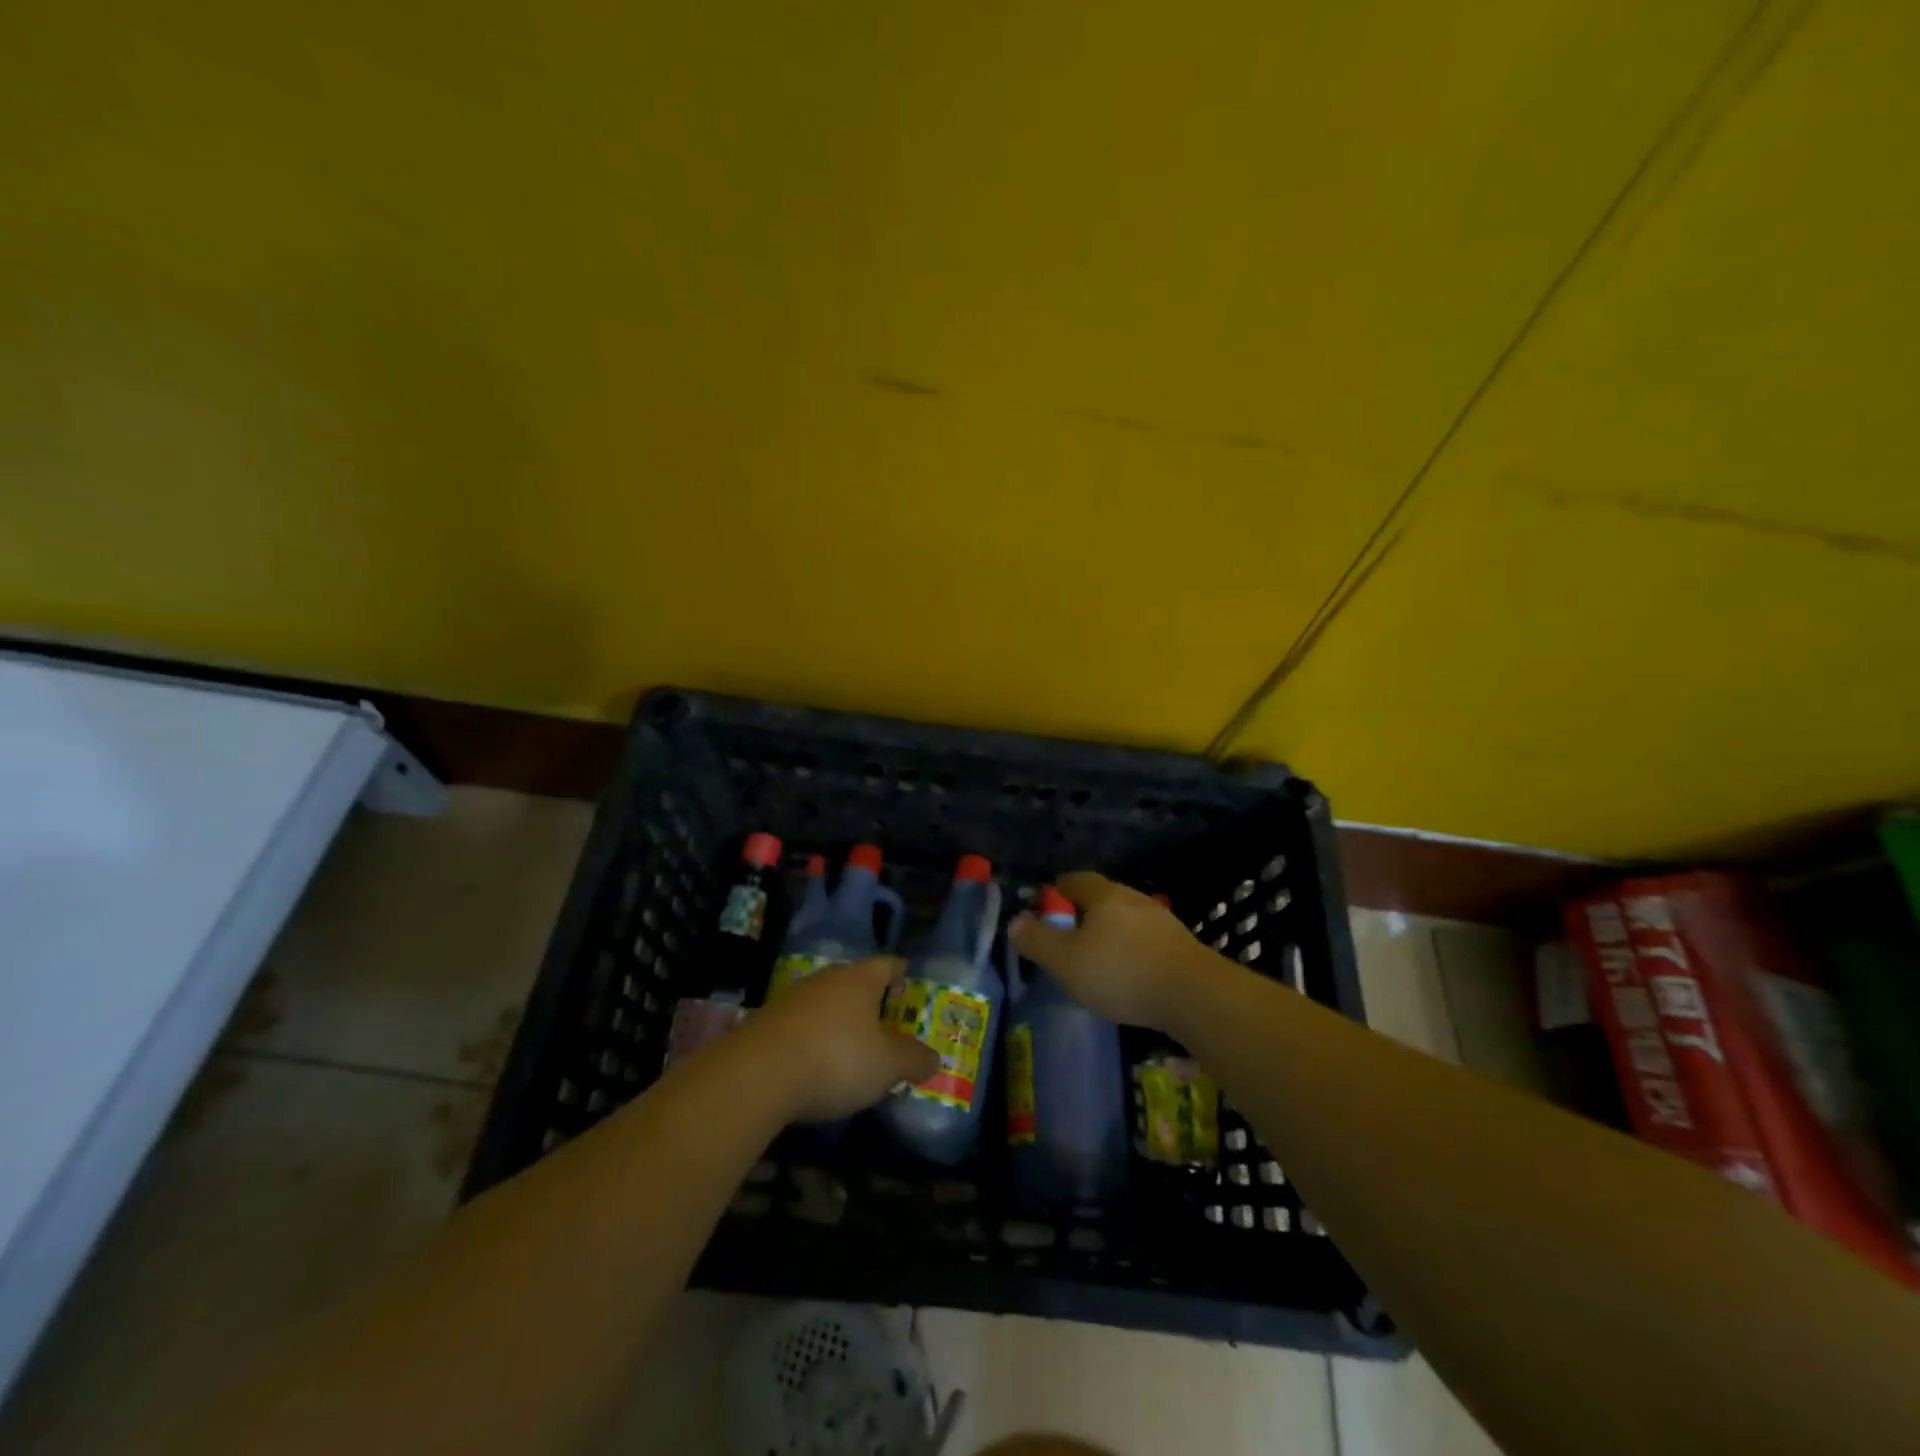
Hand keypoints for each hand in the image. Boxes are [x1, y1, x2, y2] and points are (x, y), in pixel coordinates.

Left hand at [743, 957, 939, 1121]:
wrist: (757, 1074)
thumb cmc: (836, 1059)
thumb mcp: (887, 1066)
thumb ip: (914, 1060)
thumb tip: (934, 1058)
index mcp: (860, 979)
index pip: (887, 965)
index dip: (899, 972)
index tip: (906, 979)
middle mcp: (826, 979)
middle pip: (854, 982)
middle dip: (869, 999)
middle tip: (884, 1020)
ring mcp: (792, 998)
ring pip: (825, 1003)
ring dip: (838, 1020)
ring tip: (851, 1046)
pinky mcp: (766, 1023)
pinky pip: (800, 1025)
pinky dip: (813, 1039)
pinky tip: (815, 1063)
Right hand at [1008, 871, 1205, 1032]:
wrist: (1195, 995)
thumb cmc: (1122, 972)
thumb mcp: (1067, 961)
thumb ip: (1038, 941)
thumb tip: (1015, 922)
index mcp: (1105, 896)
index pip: (1077, 880)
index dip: (1061, 887)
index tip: (1050, 897)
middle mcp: (1135, 900)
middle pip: (1105, 898)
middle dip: (1086, 911)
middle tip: (1069, 931)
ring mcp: (1163, 922)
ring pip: (1128, 920)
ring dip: (1111, 932)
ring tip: (1098, 955)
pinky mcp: (1181, 948)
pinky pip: (1146, 941)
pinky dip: (1132, 950)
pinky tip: (1129, 973)